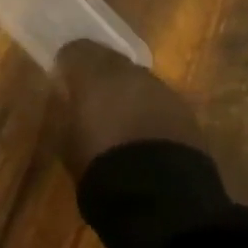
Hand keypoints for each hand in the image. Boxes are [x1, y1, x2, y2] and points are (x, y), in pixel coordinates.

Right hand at [48, 40, 202, 180]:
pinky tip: (142, 132)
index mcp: (93, 73)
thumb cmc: (98, 164)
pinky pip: (158, 101)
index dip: (67, 65)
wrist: (160, 196)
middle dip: (99, 74)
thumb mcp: (64, 138)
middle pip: (110, 60)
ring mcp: (162, 90)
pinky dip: (147, 110)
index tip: (61, 81)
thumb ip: (63, 108)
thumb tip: (64, 96)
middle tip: (89, 96)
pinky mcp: (186, 113)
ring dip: (126, 92)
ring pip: (137, 80)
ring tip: (118, 117)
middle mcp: (129, 72)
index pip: (75, 50)